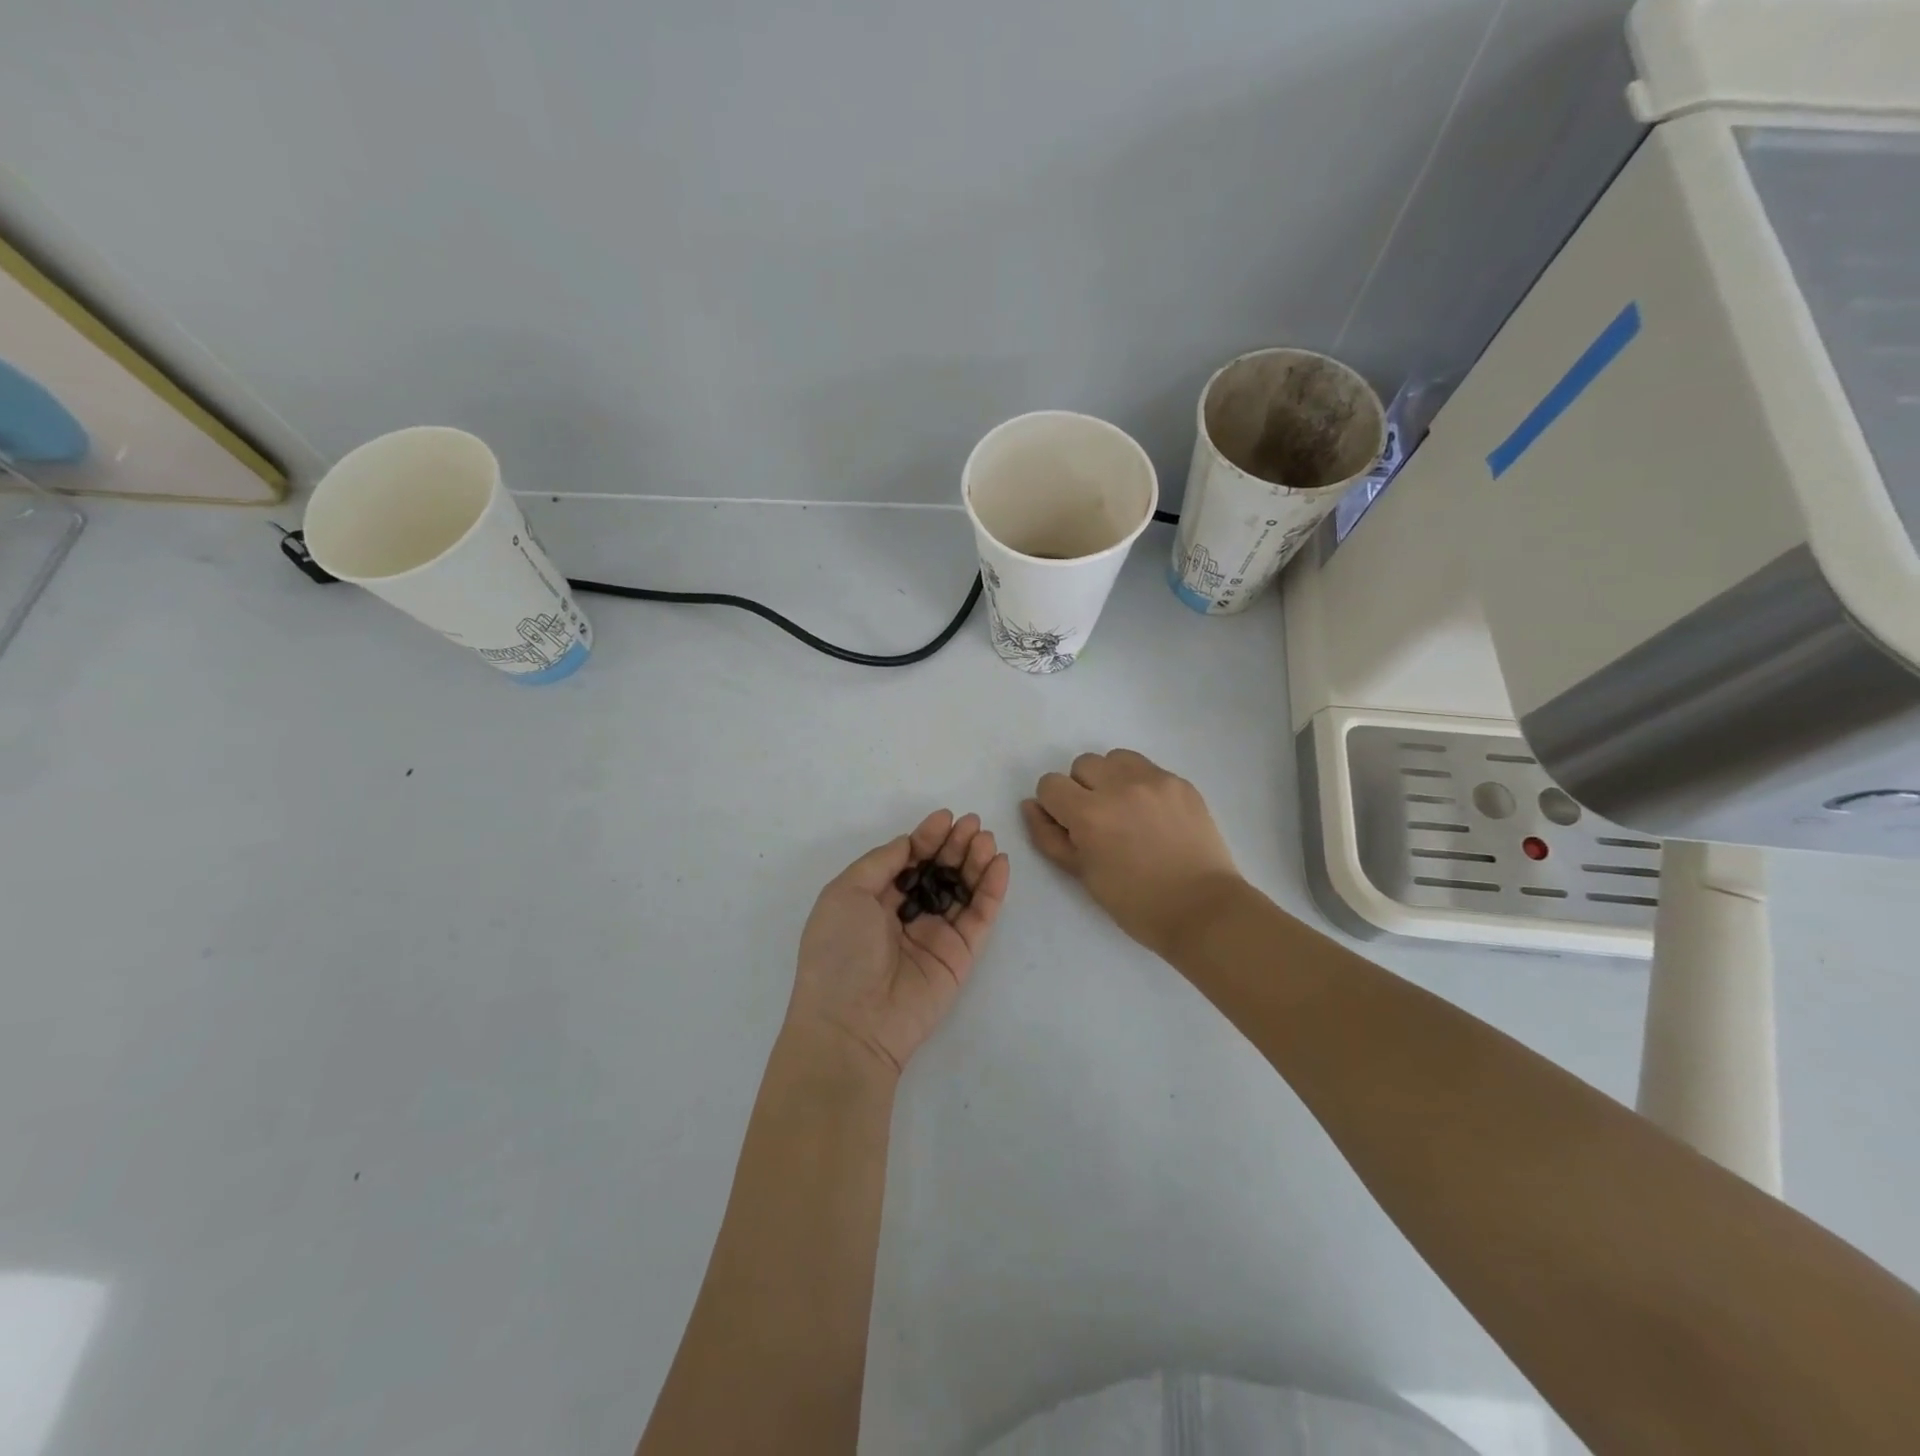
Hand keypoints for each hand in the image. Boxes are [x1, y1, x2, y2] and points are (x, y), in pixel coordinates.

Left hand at [786, 810, 1010, 1080]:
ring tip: (985, 839)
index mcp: (873, 900)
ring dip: (975, 861)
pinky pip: (980, 916)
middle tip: (972, 824)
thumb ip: (881, 862)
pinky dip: (991, 889)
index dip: (926, 837)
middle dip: (954, 845)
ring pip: (962, 889)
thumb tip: (909, 843)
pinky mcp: (960, 955)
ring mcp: (935, 935)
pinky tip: (998, 863)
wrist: (852, 1023)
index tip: (945, 817)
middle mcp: (905, 915)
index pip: (907, 860)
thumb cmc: (839, 951)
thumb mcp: (845, 893)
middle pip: (938, 871)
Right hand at [1022, 749, 1241, 957]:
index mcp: (1089, 814)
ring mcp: (1154, 780)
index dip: (1054, 806)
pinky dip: (1141, 785)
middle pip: (1082, 765)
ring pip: (1115, 759)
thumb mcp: (1082, 874)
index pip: (1050, 784)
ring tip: (1126, 811)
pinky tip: (1154, 816)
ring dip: (1111, 779)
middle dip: (1082, 789)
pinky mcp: (1180, 782)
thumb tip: (1031, 806)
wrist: (1202, 909)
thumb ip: (1049, 837)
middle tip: (1100, 822)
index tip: (1070, 826)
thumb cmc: (1135, 902)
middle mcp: (1119, 786)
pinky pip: (1148, 769)